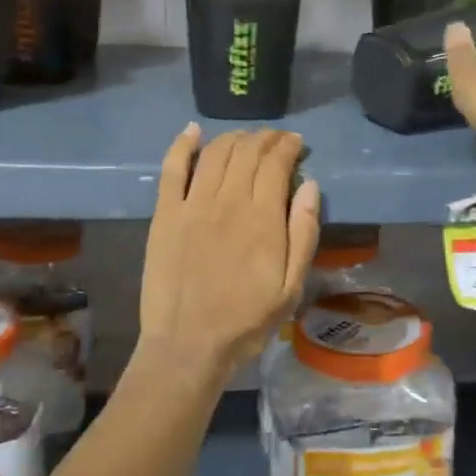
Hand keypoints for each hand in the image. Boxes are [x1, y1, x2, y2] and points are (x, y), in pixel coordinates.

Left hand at [137, 125, 321, 380]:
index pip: (276, 162)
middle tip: (275, 140)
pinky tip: (192, 131)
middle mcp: (227, 200)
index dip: (288, 146)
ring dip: (233, 138)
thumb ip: (304, 232)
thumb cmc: (247, 320)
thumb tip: (310, 185)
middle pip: (247, 151)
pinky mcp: (165, 214)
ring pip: (215, 153)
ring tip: (245, 139)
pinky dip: (182, 145)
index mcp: (262, 217)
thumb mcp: (292, 286)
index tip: (297, 143)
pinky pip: (172, 169)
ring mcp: (192, 204)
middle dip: (265, 138)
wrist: (189, 345)